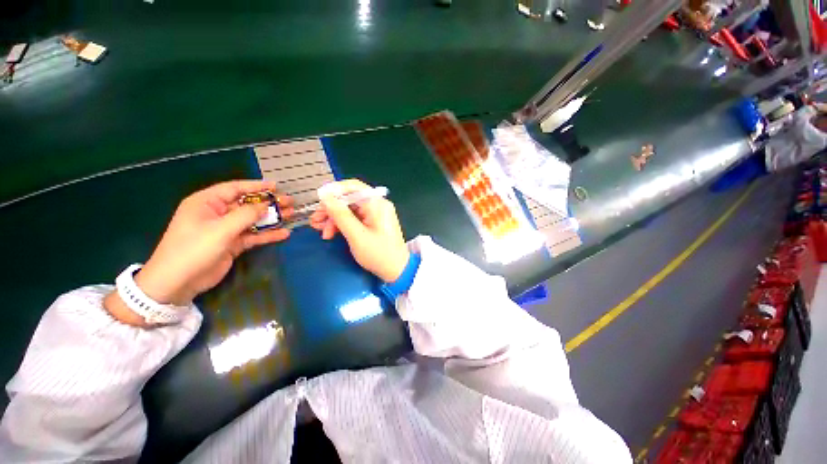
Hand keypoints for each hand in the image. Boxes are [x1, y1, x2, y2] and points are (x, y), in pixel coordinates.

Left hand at [105, 180, 292, 325]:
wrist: (177, 282)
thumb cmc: (193, 249)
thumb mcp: (220, 229)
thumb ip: (246, 215)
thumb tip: (266, 205)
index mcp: (207, 203)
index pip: (234, 188)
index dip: (256, 186)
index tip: (276, 186)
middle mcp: (217, 213)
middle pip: (247, 204)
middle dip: (268, 203)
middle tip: (289, 202)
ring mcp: (225, 229)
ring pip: (253, 220)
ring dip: (271, 218)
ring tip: (291, 215)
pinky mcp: (232, 244)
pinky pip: (253, 236)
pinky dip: (267, 235)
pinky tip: (283, 234)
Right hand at [310, 179, 409, 282]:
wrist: (397, 270)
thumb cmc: (379, 254)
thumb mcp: (357, 235)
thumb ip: (340, 215)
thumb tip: (325, 196)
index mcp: (377, 204)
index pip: (353, 187)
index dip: (334, 191)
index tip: (319, 201)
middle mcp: (377, 205)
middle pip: (349, 199)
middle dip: (331, 209)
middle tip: (316, 222)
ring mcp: (375, 214)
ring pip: (349, 210)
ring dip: (334, 219)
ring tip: (322, 232)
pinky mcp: (373, 223)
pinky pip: (354, 218)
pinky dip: (342, 224)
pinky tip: (332, 233)